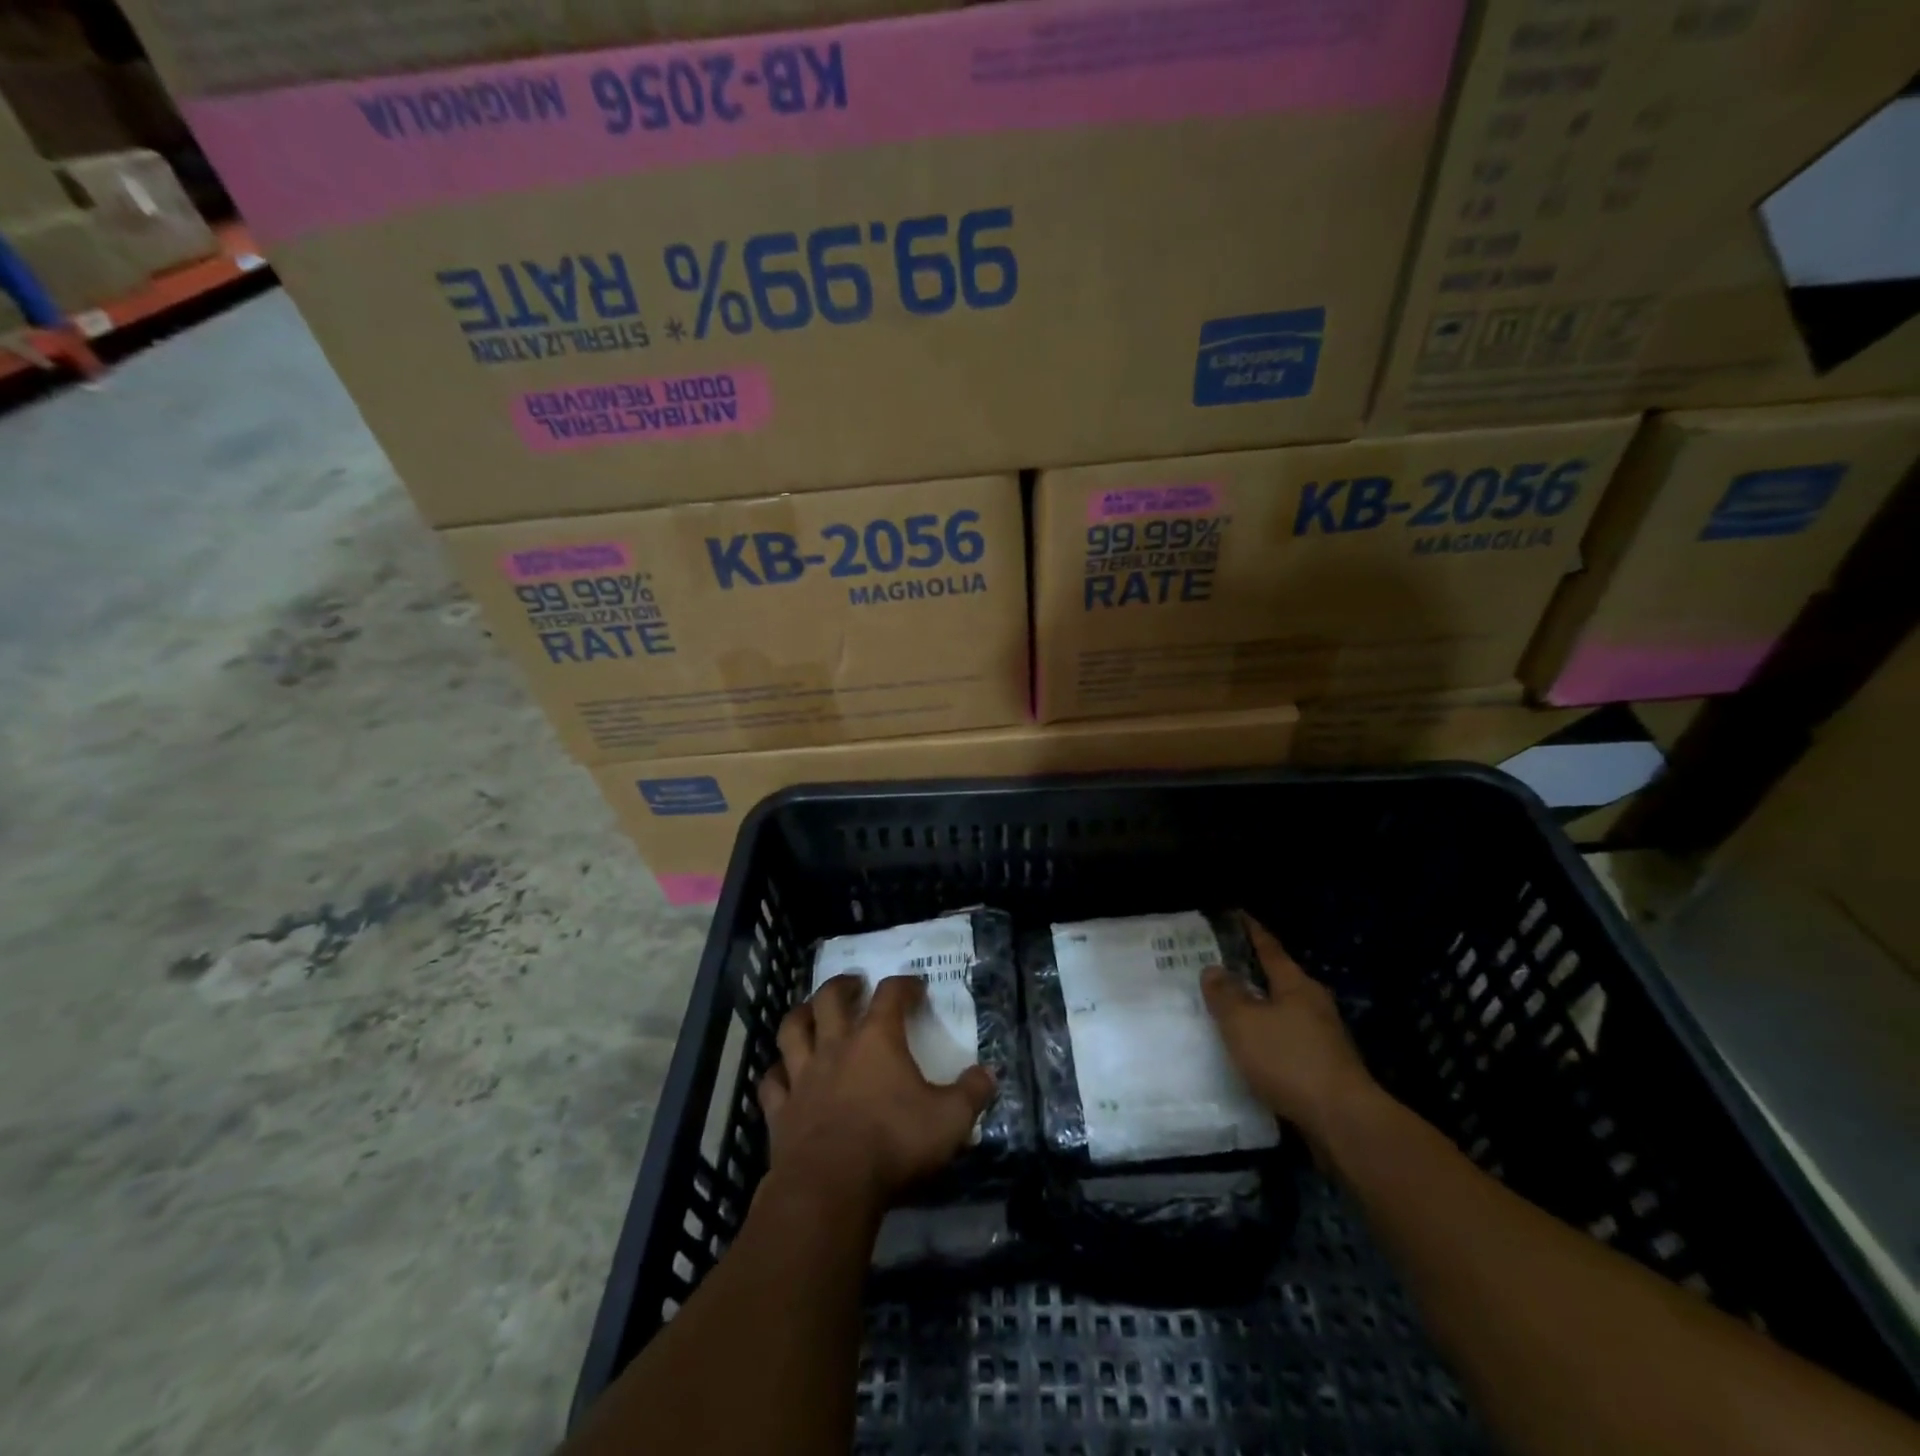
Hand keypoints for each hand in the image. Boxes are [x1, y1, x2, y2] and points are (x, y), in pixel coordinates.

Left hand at [757, 975, 995, 1212]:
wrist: (830, 1187)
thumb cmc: (894, 1144)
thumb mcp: (949, 1120)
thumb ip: (972, 1094)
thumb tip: (989, 1074)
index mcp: (877, 1040)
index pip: (890, 995)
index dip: (904, 985)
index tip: (915, 987)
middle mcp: (835, 1047)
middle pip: (830, 999)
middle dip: (843, 986)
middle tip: (853, 985)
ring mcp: (802, 1076)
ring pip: (793, 1030)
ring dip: (801, 1015)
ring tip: (810, 1012)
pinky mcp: (780, 1110)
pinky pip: (771, 1082)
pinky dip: (777, 1073)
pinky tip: (782, 1074)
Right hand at [1202, 913, 1380, 1150]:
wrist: (1342, 1121)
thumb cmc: (1288, 1060)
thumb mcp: (1243, 1022)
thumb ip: (1225, 994)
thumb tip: (1214, 969)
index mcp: (1296, 985)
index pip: (1269, 948)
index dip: (1251, 931)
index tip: (1236, 914)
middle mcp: (1314, 1004)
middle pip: (1278, 980)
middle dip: (1251, 973)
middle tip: (1219, 968)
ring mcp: (1323, 1038)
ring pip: (1282, 1012)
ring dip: (1258, 1009)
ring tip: (1228, 1011)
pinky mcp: (1324, 1068)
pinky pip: (1287, 1042)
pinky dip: (1267, 1039)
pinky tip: (1250, 1051)